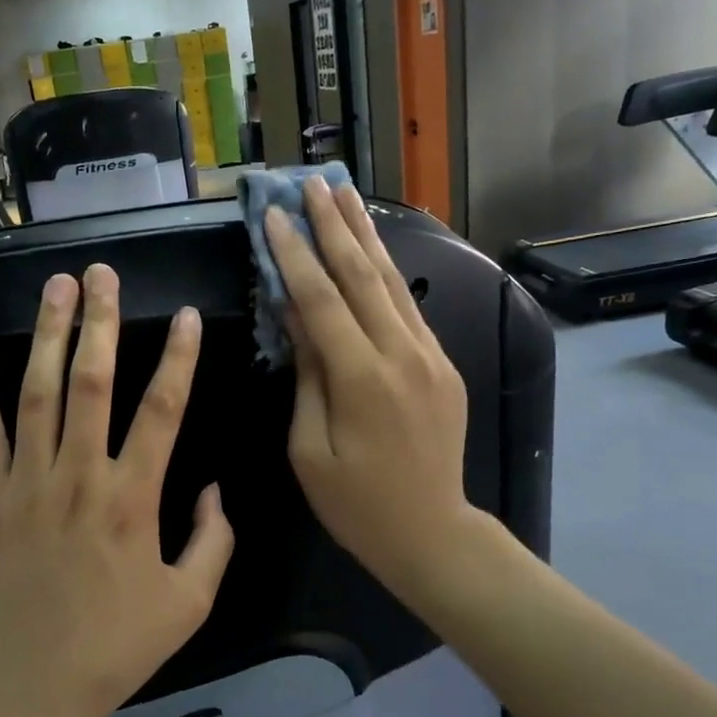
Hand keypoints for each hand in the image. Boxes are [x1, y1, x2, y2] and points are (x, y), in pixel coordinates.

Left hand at [0, 264, 234, 716]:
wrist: (31, 684)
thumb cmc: (117, 645)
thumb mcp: (190, 603)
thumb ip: (212, 540)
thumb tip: (214, 488)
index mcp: (132, 500)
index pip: (162, 411)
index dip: (177, 359)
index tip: (184, 316)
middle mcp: (79, 477)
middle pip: (91, 383)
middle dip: (100, 323)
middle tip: (102, 274)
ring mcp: (27, 483)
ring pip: (37, 394)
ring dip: (47, 336)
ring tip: (56, 288)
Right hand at [266, 178, 479, 606]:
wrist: (432, 532)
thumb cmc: (356, 503)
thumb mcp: (310, 448)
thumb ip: (307, 375)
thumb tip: (295, 315)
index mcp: (362, 379)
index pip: (322, 300)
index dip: (294, 255)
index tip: (273, 215)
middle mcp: (402, 355)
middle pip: (364, 275)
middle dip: (334, 226)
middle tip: (312, 183)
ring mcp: (430, 356)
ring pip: (394, 283)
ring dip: (366, 236)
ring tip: (345, 195)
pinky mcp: (444, 364)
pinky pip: (408, 308)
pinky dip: (387, 273)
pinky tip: (372, 249)